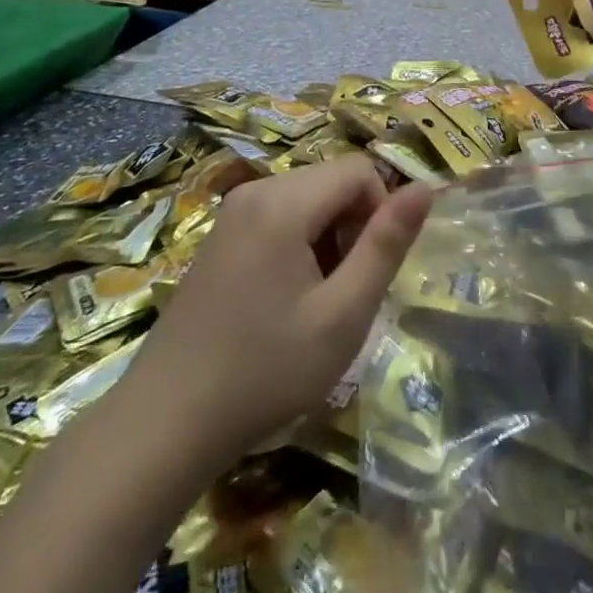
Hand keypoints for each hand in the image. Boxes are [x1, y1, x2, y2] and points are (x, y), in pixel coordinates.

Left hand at [124, 154, 433, 465]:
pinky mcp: (220, 235)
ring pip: (308, 200)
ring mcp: (232, 212)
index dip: (380, 214)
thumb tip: (427, 188)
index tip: (367, 271)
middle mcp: (255, 191)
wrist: (166, 422)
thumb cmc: (266, 370)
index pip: (359, 171)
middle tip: (342, 293)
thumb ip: (387, 245)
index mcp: (284, 202)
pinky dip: (298, 244)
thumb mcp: (343, 314)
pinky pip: (278, 216)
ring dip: (327, 238)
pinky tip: (283, 300)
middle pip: (332, 182)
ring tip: (313, 301)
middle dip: (352, 227)